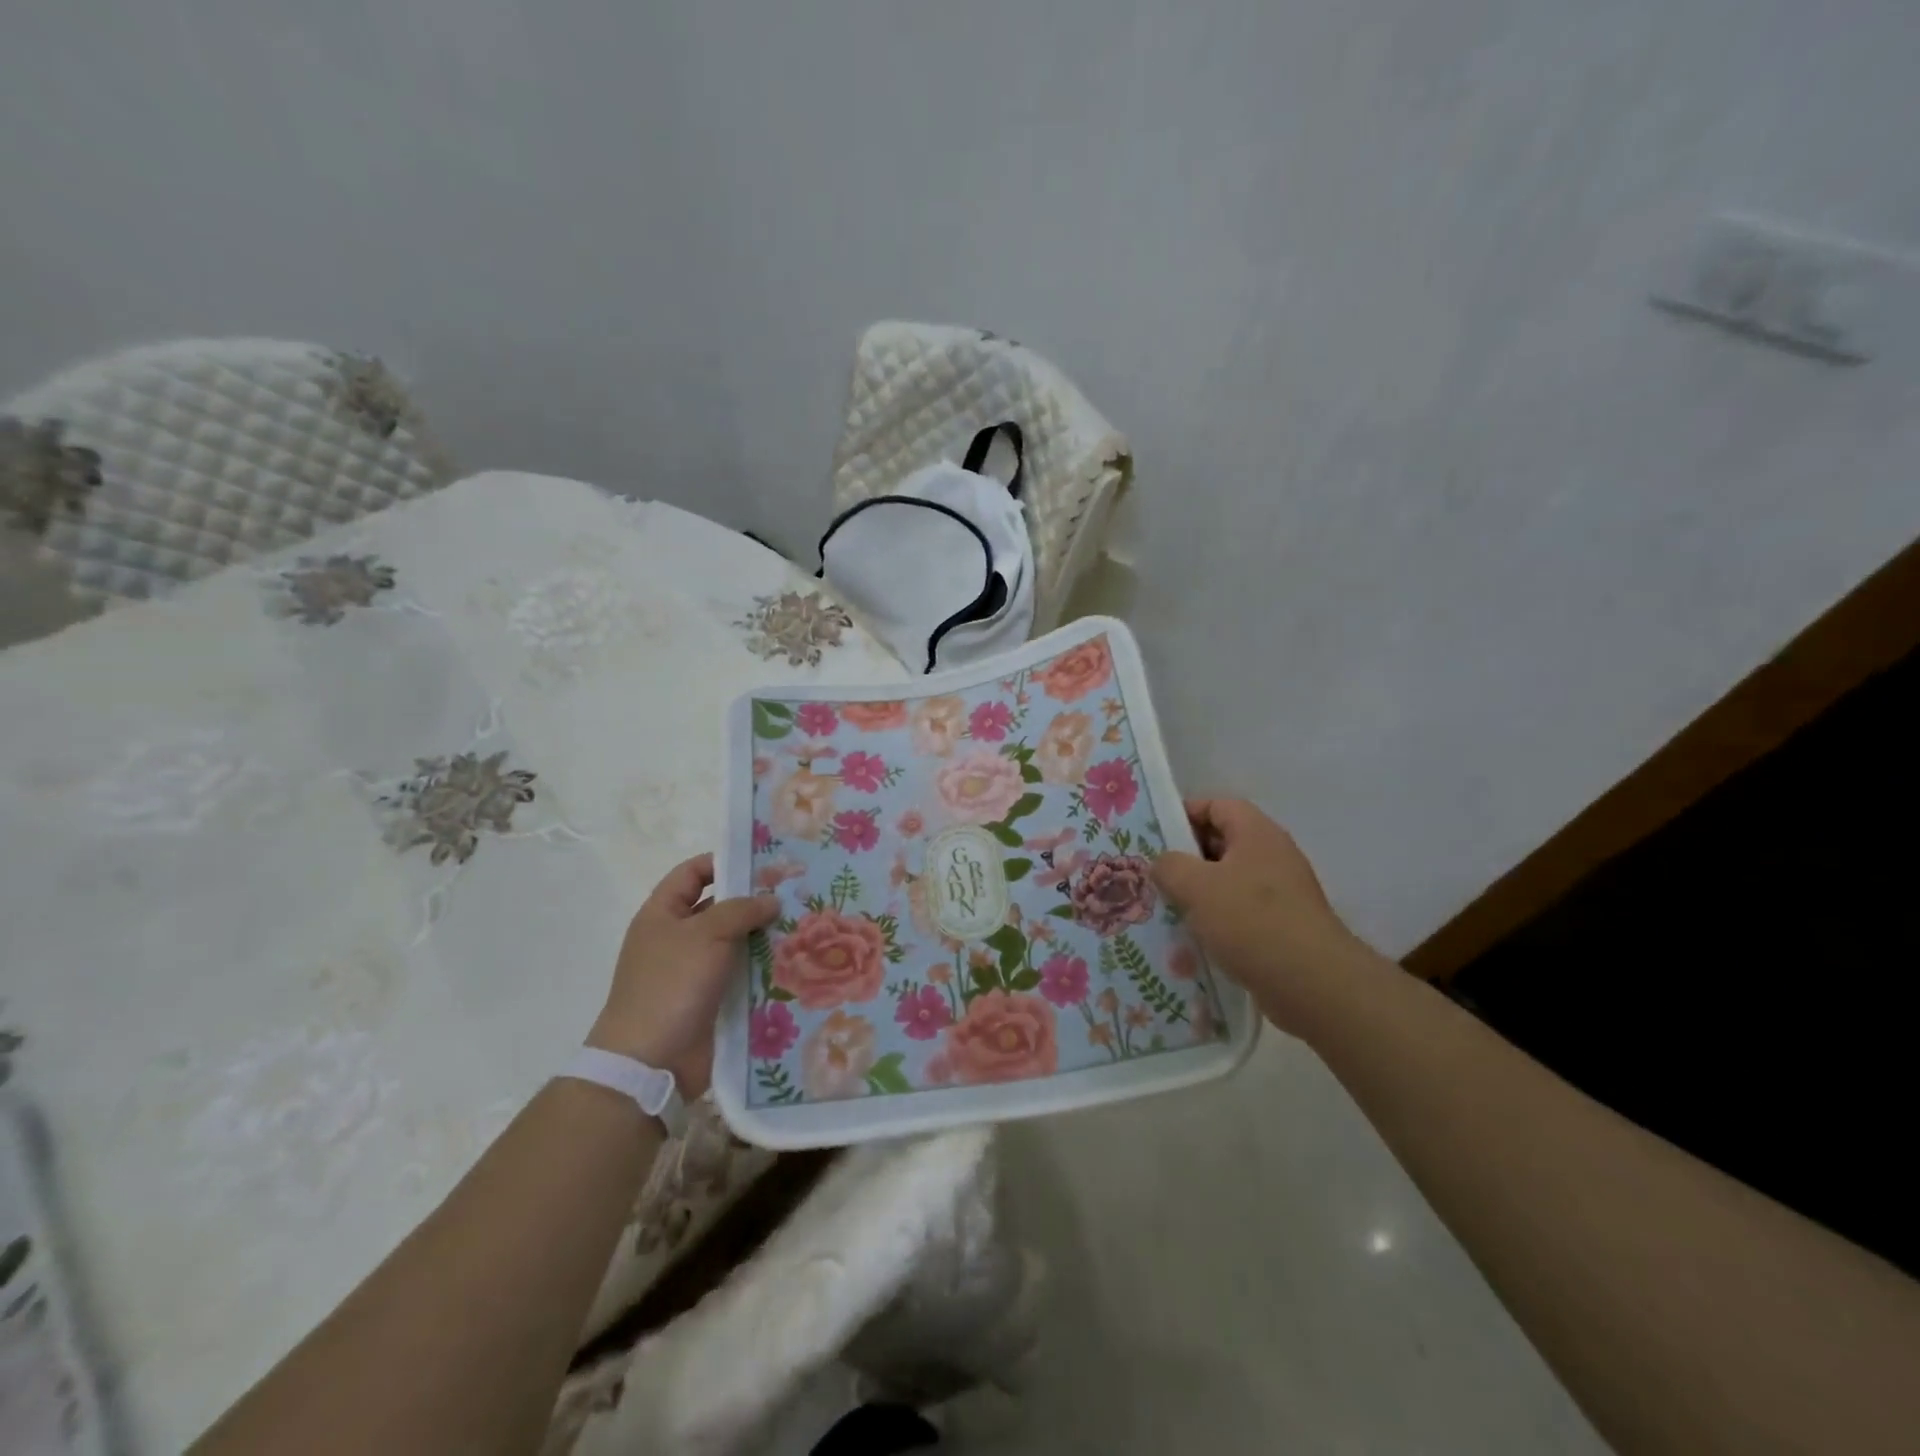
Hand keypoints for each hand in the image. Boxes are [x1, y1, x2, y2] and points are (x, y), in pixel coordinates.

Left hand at [588, 853, 777, 1098]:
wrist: (650, 1062)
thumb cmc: (671, 984)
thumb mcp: (706, 934)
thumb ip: (741, 909)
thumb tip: (771, 900)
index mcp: (663, 914)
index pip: (693, 873)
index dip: (723, 862)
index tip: (764, 860)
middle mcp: (678, 938)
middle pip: (720, 908)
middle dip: (755, 900)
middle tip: (798, 891)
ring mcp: (696, 972)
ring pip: (737, 943)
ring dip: (766, 936)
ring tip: (808, 924)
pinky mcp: (713, 1001)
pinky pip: (743, 975)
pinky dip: (766, 969)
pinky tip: (799, 960)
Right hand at [1151, 799, 1367, 1036]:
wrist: (1312, 985)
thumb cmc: (1250, 921)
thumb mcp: (1195, 886)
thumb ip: (1169, 866)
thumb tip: (1164, 864)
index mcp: (1257, 833)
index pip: (1217, 806)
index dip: (1184, 814)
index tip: (1155, 836)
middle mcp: (1273, 856)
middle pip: (1222, 844)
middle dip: (1186, 859)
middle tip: (1154, 875)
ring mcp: (1282, 894)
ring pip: (1229, 882)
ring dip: (1199, 895)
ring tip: (1167, 911)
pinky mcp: (1283, 928)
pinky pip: (1241, 915)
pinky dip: (1217, 923)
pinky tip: (1194, 942)